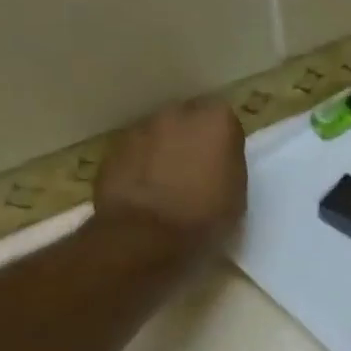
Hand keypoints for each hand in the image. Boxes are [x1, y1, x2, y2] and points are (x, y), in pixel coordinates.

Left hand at [92, 97, 247, 245]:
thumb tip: (217, 160)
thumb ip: (228, 163)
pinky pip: (134, 153)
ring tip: (166, 183)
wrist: (145, 236)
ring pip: (157, 134)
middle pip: (187, 120)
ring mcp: (140, 130)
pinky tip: (144, 192)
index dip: (223, 141)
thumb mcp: (238, 192)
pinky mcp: (112, 150)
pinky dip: (139, 165)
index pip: (225, 119)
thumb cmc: (205, 216)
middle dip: (191, 138)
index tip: (222, 163)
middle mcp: (177, 114)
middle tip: (195, 170)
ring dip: (162, 150)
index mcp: (215, 120)